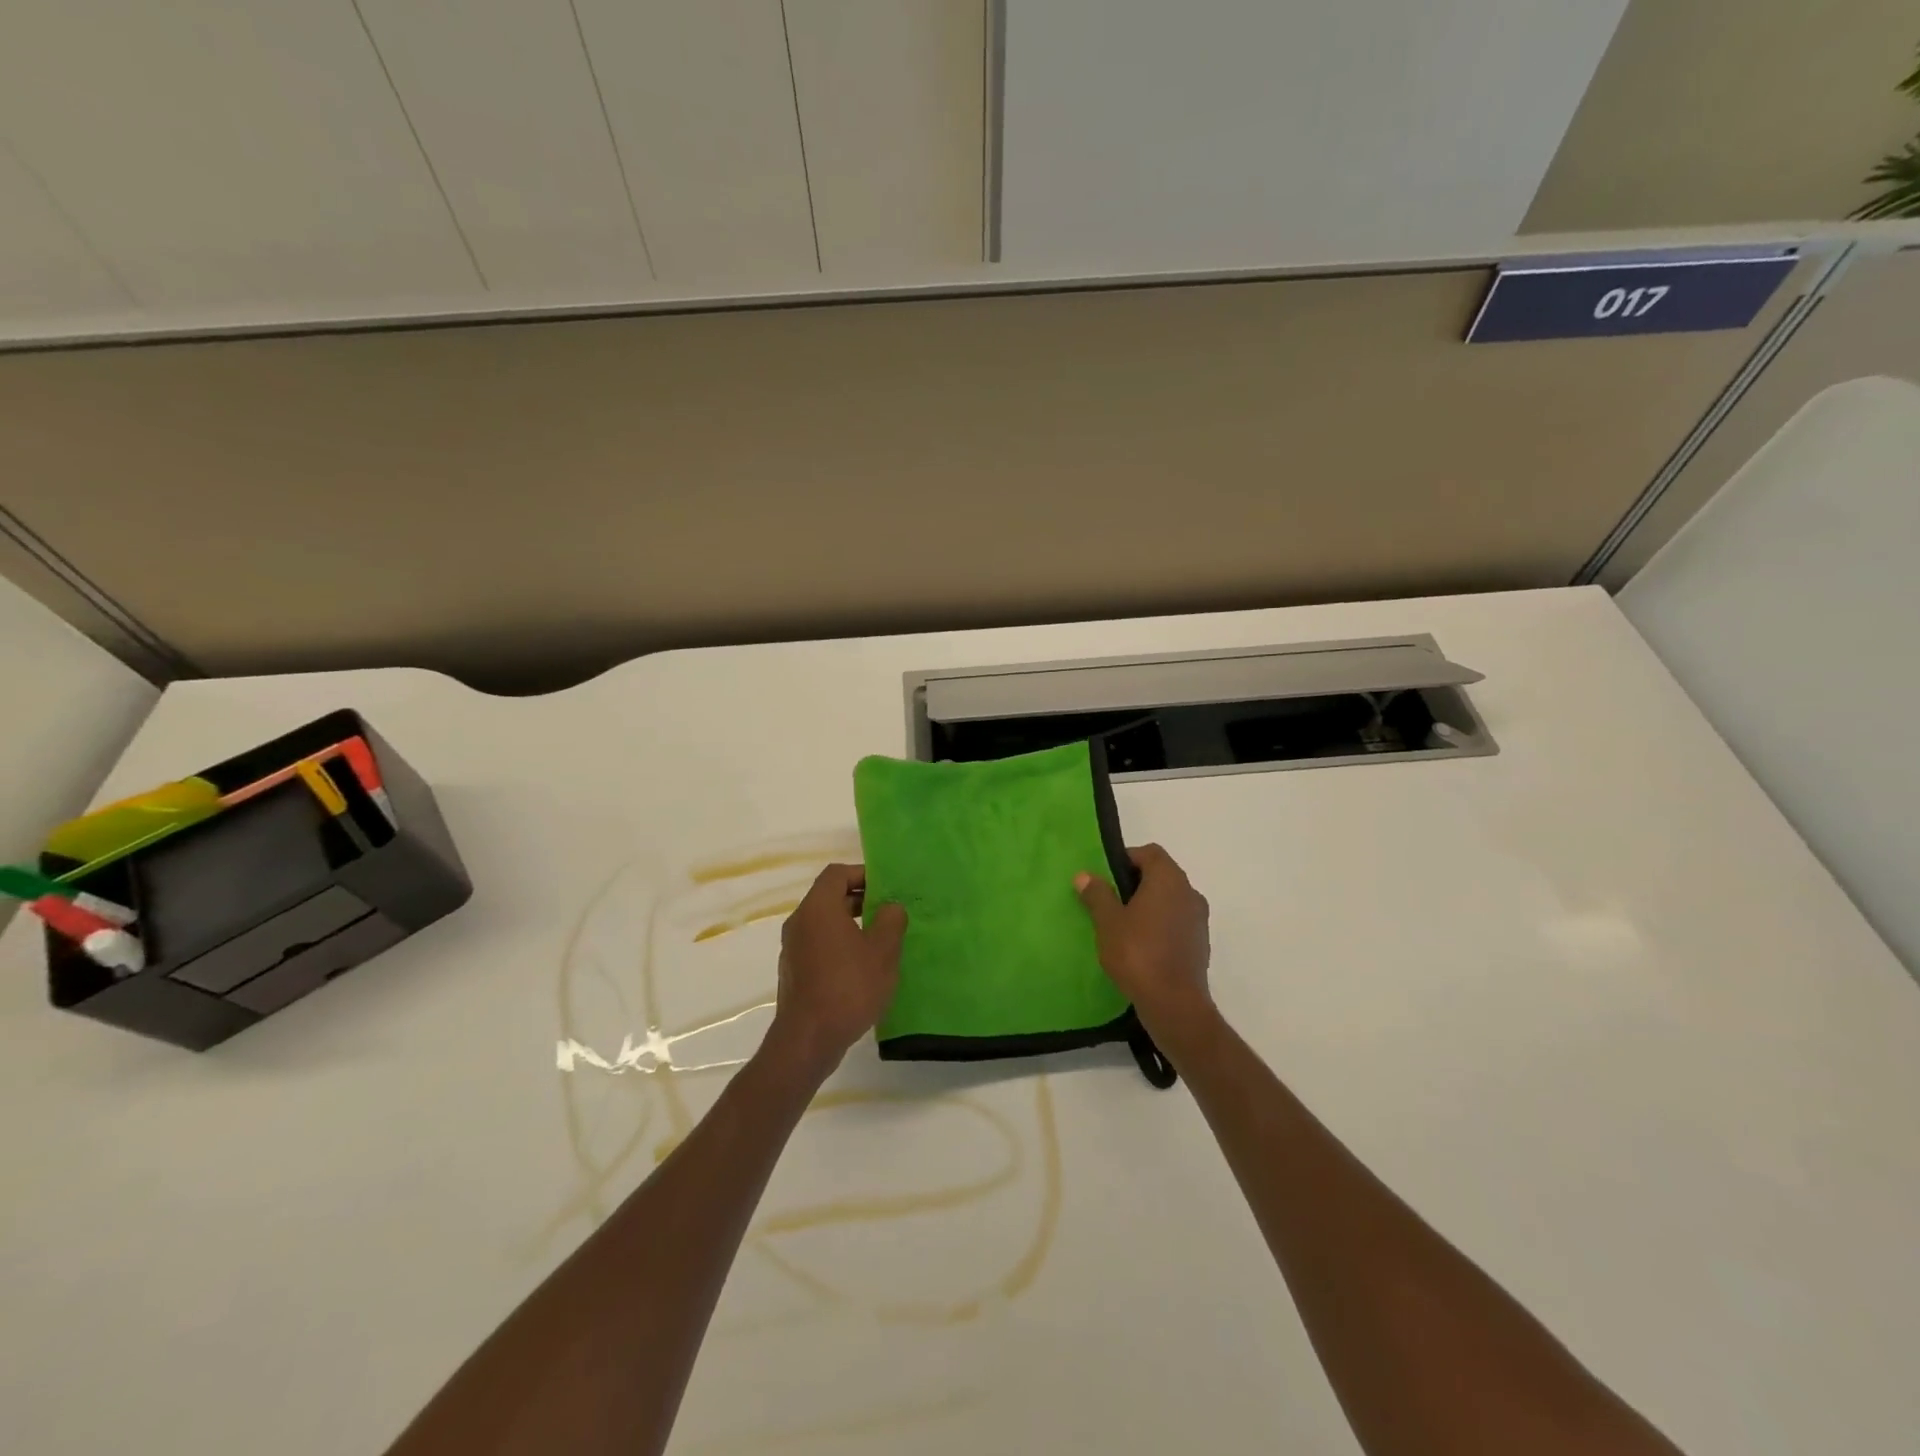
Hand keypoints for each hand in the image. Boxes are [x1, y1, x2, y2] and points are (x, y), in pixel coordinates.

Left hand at [767, 864, 906, 1077]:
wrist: (808, 1040)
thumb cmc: (848, 987)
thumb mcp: (882, 952)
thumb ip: (891, 921)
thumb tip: (890, 907)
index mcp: (818, 908)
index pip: (837, 874)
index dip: (862, 874)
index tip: (886, 888)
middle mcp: (800, 922)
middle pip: (829, 896)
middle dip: (859, 899)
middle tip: (888, 912)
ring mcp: (793, 948)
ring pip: (824, 923)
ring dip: (850, 924)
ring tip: (879, 940)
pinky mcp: (794, 971)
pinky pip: (818, 944)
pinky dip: (839, 944)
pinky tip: (861, 967)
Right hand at [1074, 844, 1213, 1040]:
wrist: (1175, 1004)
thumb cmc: (1138, 954)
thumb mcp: (1108, 922)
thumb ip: (1097, 895)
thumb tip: (1085, 875)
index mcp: (1168, 879)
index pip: (1150, 853)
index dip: (1127, 858)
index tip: (1106, 876)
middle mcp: (1189, 893)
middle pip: (1161, 875)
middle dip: (1135, 883)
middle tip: (1109, 900)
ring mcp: (1199, 919)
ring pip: (1170, 900)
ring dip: (1149, 905)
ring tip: (1122, 924)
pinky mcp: (1200, 943)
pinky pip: (1176, 922)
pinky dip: (1160, 924)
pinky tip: (1140, 946)